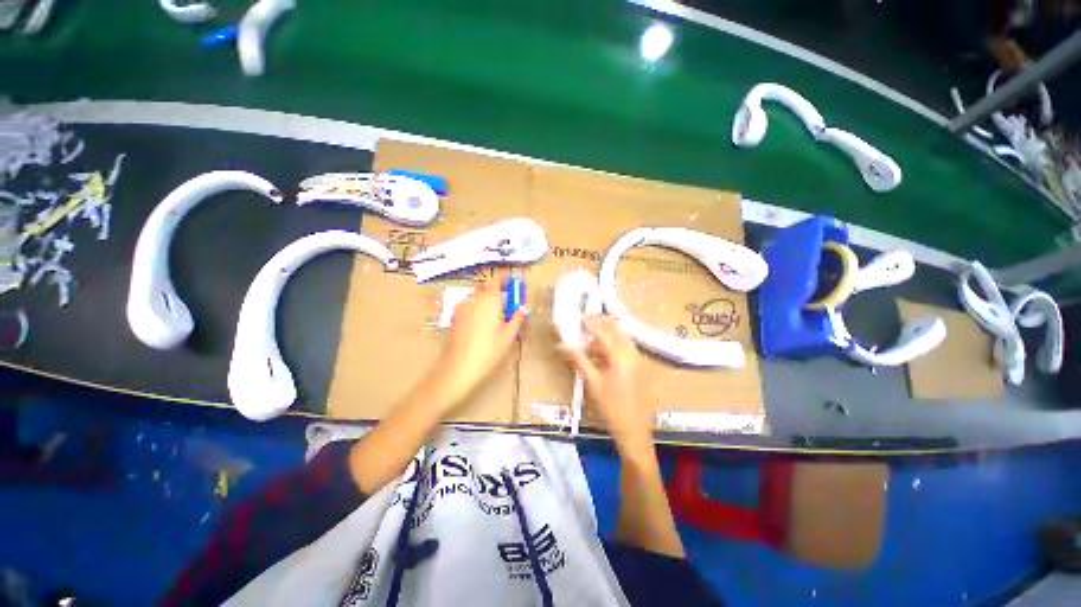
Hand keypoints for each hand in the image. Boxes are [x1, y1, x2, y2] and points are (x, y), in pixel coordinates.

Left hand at [434, 279, 526, 407]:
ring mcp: (461, 308)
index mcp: (488, 300)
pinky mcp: (454, 318)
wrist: (459, 369)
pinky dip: (478, 310)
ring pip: (477, 298)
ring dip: (487, 302)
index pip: (497, 281)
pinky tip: (483, 326)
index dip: (506, 282)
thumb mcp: (508, 336)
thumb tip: (522, 309)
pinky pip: (469, 307)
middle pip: (486, 289)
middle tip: (508, 307)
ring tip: (496, 318)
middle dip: (498, 294)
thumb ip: (517, 319)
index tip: (514, 287)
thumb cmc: (489, 351)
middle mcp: (473, 299)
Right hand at [560, 314, 654, 448]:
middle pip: (617, 330)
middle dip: (601, 323)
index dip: (591, 323)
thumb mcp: (593, 383)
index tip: (579, 317)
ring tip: (589, 343)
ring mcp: (639, 360)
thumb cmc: (611, 408)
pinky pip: (626, 348)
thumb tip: (563, 345)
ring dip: (606, 336)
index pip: (604, 332)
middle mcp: (633, 353)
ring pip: (622, 338)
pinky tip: (601, 355)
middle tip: (585, 322)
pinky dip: (613, 346)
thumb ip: (579, 360)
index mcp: (621, 357)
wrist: (634, 431)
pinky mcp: (640, 367)